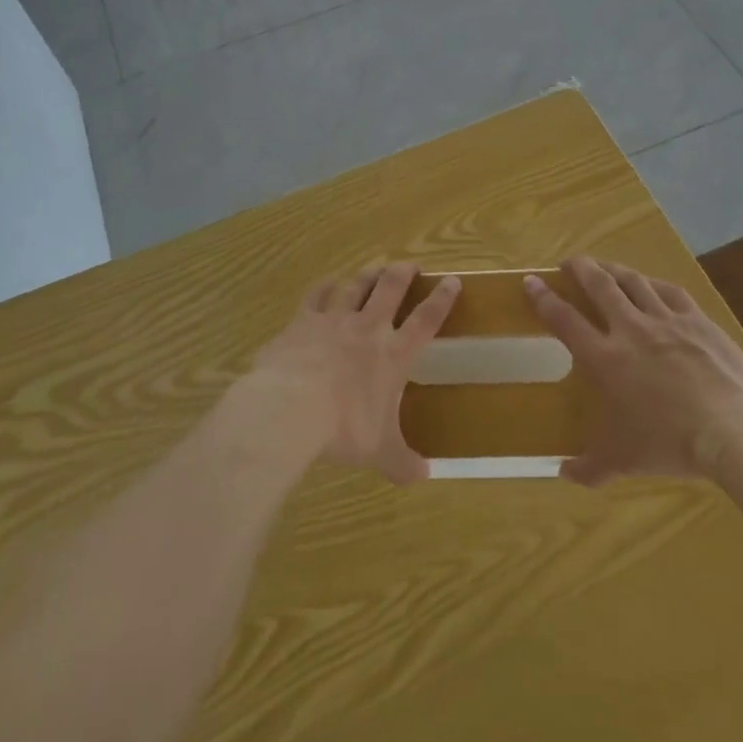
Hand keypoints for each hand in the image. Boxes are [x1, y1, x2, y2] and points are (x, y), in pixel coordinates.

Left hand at [248, 263, 459, 484]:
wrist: (291, 407)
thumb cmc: (344, 428)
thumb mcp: (379, 451)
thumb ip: (402, 461)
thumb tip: (423, 476)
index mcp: (393, 355)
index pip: (426, 321)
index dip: (442, 300)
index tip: (451, 281)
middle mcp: (368, 328)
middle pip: (390, 289)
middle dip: (402, 273)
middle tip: (410, 264)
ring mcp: (334, 319)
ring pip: (356, 286)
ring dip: (367, 275)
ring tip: (375, 267)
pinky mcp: (303, 320)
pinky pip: (317, 294)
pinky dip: (325, 285)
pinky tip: (329, 281)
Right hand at [524, 255, 742, 483]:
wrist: (734, 430)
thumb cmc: (670, 443)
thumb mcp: (624, 460)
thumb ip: (591, 466)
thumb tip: (564, 475)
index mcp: (605, 358)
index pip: (565, 319)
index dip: (544, 298)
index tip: (531, 281)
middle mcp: (631, 329)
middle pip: (599, 285)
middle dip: (580, 268)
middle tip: (570, 262)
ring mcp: (667, 320)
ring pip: (634, 282)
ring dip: (615, 270)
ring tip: (605, 267)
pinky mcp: (699, 321)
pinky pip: (671, 292)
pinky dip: (655, 284)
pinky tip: (652, 284)